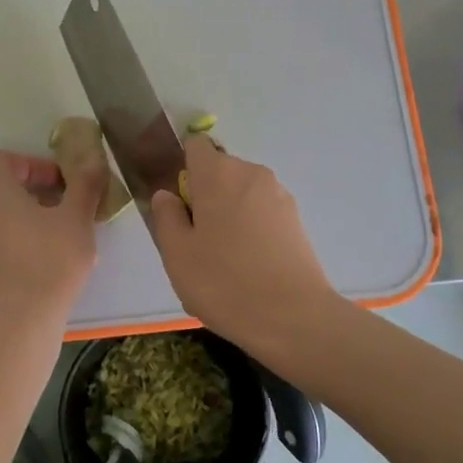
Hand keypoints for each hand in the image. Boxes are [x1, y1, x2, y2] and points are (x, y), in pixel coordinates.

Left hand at [0, 149, 104, 323]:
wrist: (18, 320)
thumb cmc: (49, 260)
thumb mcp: (77, 218)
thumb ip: (84, 183)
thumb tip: (93, 160)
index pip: (6, 160)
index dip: (36, 167)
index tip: (62, 186)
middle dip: (27, 190)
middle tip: (59, 208)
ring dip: (14, 215)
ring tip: (46, 235)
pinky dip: (2, 239)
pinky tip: (28, 259)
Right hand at [149, 136, 344, 356]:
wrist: (293, 317)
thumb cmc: (224, 282)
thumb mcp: (177, 254)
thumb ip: (166, 217)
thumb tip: (168, 195)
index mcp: (218, 173)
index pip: (195, 145)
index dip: (183, 168)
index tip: (179, 203)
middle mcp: (252, 173)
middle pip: (220, 171)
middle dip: (205, 195)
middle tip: (196, 240)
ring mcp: (279, 195)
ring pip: (242, 194)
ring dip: (229, 214)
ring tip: (224, 259)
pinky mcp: (297, 220)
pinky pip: (262, 213)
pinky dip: (251, 229)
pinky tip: (249, 265)